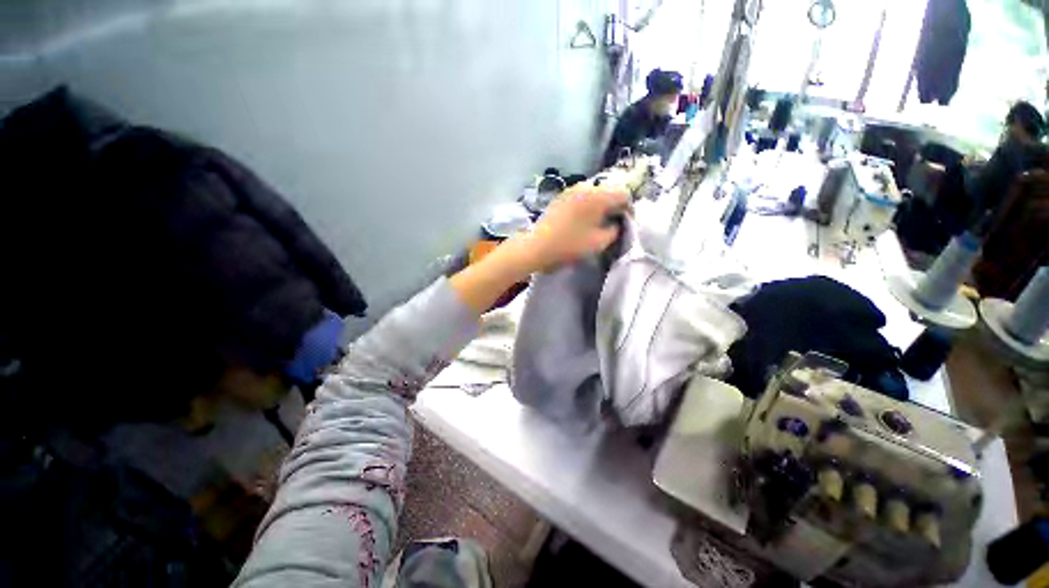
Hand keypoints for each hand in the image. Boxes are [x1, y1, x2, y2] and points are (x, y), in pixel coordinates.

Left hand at [449, 185, 627, 313]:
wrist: (537, 246)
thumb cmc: (569, 245)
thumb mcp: (599, 242)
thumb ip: (615, 230)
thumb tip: (617, 223)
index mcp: (598, 196)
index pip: (623, 194)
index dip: (629, 209)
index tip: (626, 223)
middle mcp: (585, 187)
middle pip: (609, 191)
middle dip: (614, 206)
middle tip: (614, 223)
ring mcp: (570, 190)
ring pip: (594, 193)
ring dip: (600, 205)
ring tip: (599, 222)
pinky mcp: (560, 197)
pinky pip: (581, 197)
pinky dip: (587, 206)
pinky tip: (583, 220)